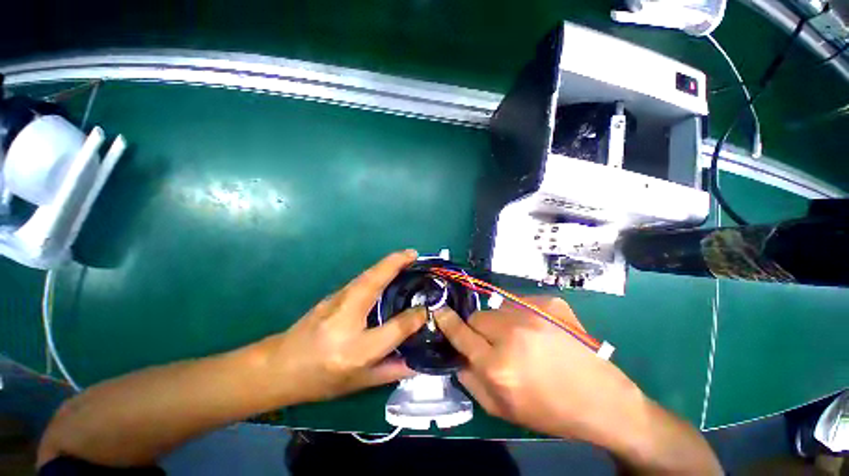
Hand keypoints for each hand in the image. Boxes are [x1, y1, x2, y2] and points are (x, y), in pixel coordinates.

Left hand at [263, 250, 427, 403]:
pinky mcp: (333, 294)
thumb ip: (391, 371)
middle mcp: (345, 319)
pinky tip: (387, 270)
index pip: (394, 328)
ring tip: (406, 257)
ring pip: (366, 275)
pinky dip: (378, 270)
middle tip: (414, 254)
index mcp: (356, 349)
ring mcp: (336, 301)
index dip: (414, 318)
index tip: (426, 309)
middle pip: (373, 282)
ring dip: (387, 262)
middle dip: (395, 263)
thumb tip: (417, 362)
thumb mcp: (358, 383)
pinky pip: (361, 279)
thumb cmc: (320, 379)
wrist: (279, 367)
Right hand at [434, 297, 644, 443]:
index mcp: (498, 365)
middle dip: (478, 328)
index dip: (446, 320)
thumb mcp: (502, 409)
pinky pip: (521, 302)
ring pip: (498, 307)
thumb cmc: (550, 411)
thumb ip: (470, 380)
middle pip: (477, 316)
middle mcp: (512, 333)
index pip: (460, 332)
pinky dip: (522, 315)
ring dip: (500, 321)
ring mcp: (534, 312)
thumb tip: (457, 354)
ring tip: (520, 338)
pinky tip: (540, 331)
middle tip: (493, 343)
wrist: (603, 401)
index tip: (438, 310)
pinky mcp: (551, 302)